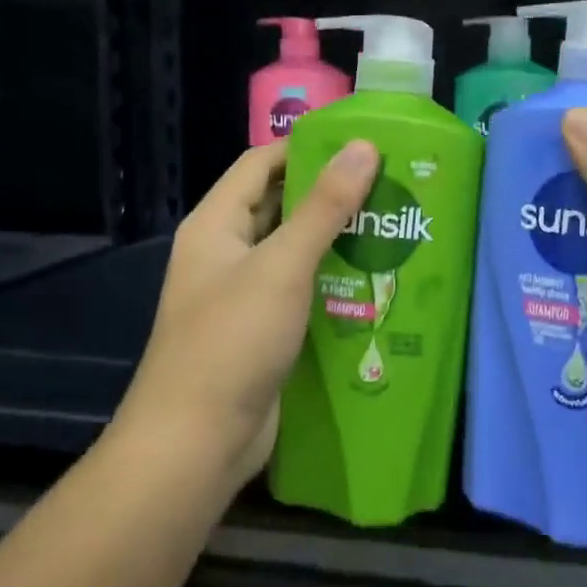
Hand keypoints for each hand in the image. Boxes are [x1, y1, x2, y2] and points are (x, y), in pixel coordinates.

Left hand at [127, 139, 379, 486]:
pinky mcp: (261, 331)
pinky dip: (331, 281)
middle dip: (329, 194)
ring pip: (293, 251)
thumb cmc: (232, 341)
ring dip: (335, 239)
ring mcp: (242, 295)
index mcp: (216, 225)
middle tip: (387, 184)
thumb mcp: (282, 265)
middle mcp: (225, 253)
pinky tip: (374, 280)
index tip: (360, 143)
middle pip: (278, 206)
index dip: (305, 147)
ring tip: (391, 225)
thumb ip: (324, 206)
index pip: (260, 164)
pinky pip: (299, 291)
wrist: (196, 443)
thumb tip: (363, 147)